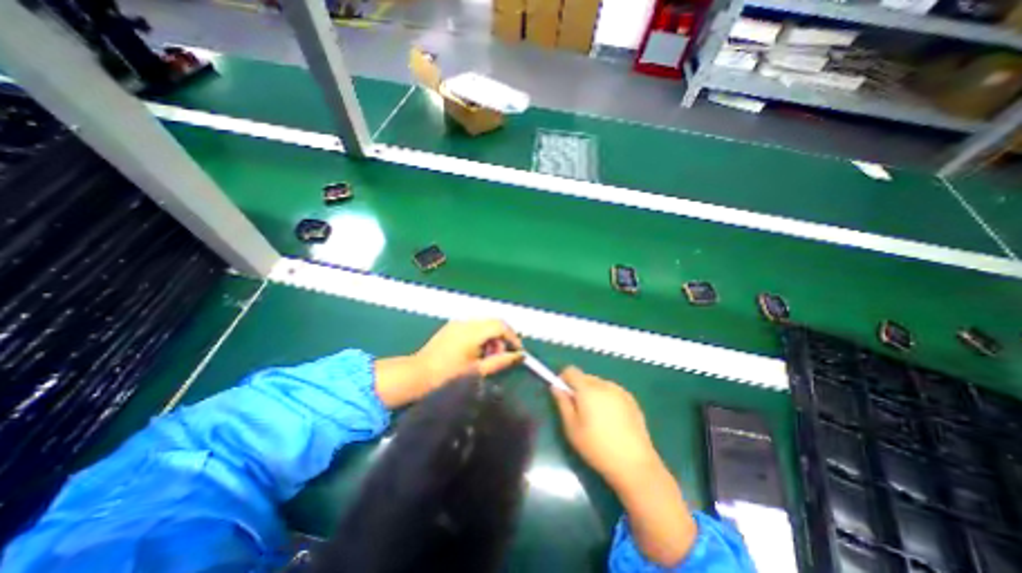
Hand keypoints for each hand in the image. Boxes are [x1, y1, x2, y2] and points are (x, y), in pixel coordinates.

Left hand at [417, 320, 527, 387]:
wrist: (418, 375)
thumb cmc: (448, 375)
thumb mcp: (477, 370)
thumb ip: (501, 361)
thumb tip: (520, 356)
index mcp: (473, 331)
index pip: (501, 325)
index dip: (513, 337)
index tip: (518, 351)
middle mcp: (466, 322)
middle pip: (493, 322)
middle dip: (502, 338)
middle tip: (500, 356)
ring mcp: (457, 323)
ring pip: (484, 324)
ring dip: (491, 337)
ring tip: (487, 357)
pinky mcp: (451, 327)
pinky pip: (473, 326)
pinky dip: (480, 336)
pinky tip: (475, 352)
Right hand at [551, 370, 662, 490]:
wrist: (635, 464)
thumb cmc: (597, 447)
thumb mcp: (572, 428)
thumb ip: (562, 403)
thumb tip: (556, 386)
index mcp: (588, 389)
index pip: (571, 371)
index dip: (563, 379)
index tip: (563, 394)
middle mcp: (604, 384)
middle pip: (585, 377)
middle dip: (578, 388)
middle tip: (579, 410)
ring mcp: (620, 391)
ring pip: (599, 384)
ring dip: (593, 393)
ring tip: (596, 417)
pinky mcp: (632, 400)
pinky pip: (612, 392)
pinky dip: (607, 399)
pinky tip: (611, 420)